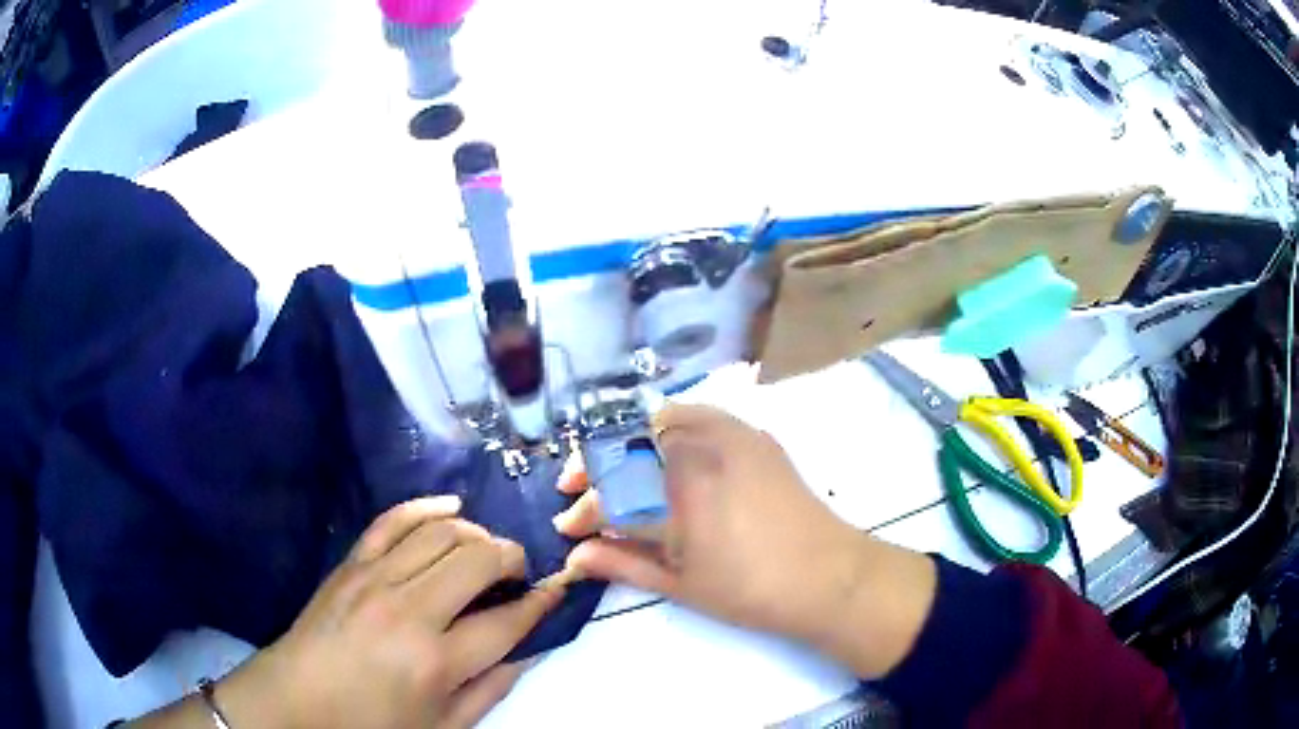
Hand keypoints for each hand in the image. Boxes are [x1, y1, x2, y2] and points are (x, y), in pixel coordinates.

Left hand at [157, 496, 563, 728]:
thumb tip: (523, 653)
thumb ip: (488, 691)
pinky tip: (451, 507)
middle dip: (512, 558)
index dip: (540, 603)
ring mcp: (375, 578)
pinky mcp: (351, 563)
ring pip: (442, 532)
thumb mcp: (440, 727)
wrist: (297, 701)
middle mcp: (410, 610)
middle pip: (478, 560)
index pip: (507, 621)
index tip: (555, 589)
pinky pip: (394, 519)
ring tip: (486, 550)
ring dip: (477, 533)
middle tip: (519, 572)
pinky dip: (427, 506)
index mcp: (435, 662)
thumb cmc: (372, 724)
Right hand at [554, 404, 935, 677]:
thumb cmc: (750, 591)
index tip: (568, 528)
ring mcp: (729, 436)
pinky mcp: (751, 434)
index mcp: (680, 497)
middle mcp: (700, 453)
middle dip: (589, 466)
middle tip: (574, 488)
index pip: (610, 494)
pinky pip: (696, 412)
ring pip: (655, 420)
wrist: (826, 574)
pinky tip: (655, 443)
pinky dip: (664, 423)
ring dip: (621, 441)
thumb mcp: (680, 586)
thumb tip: (574, 557)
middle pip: (624, 446)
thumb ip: (623, 565)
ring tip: (607, 464)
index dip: (583, 512)